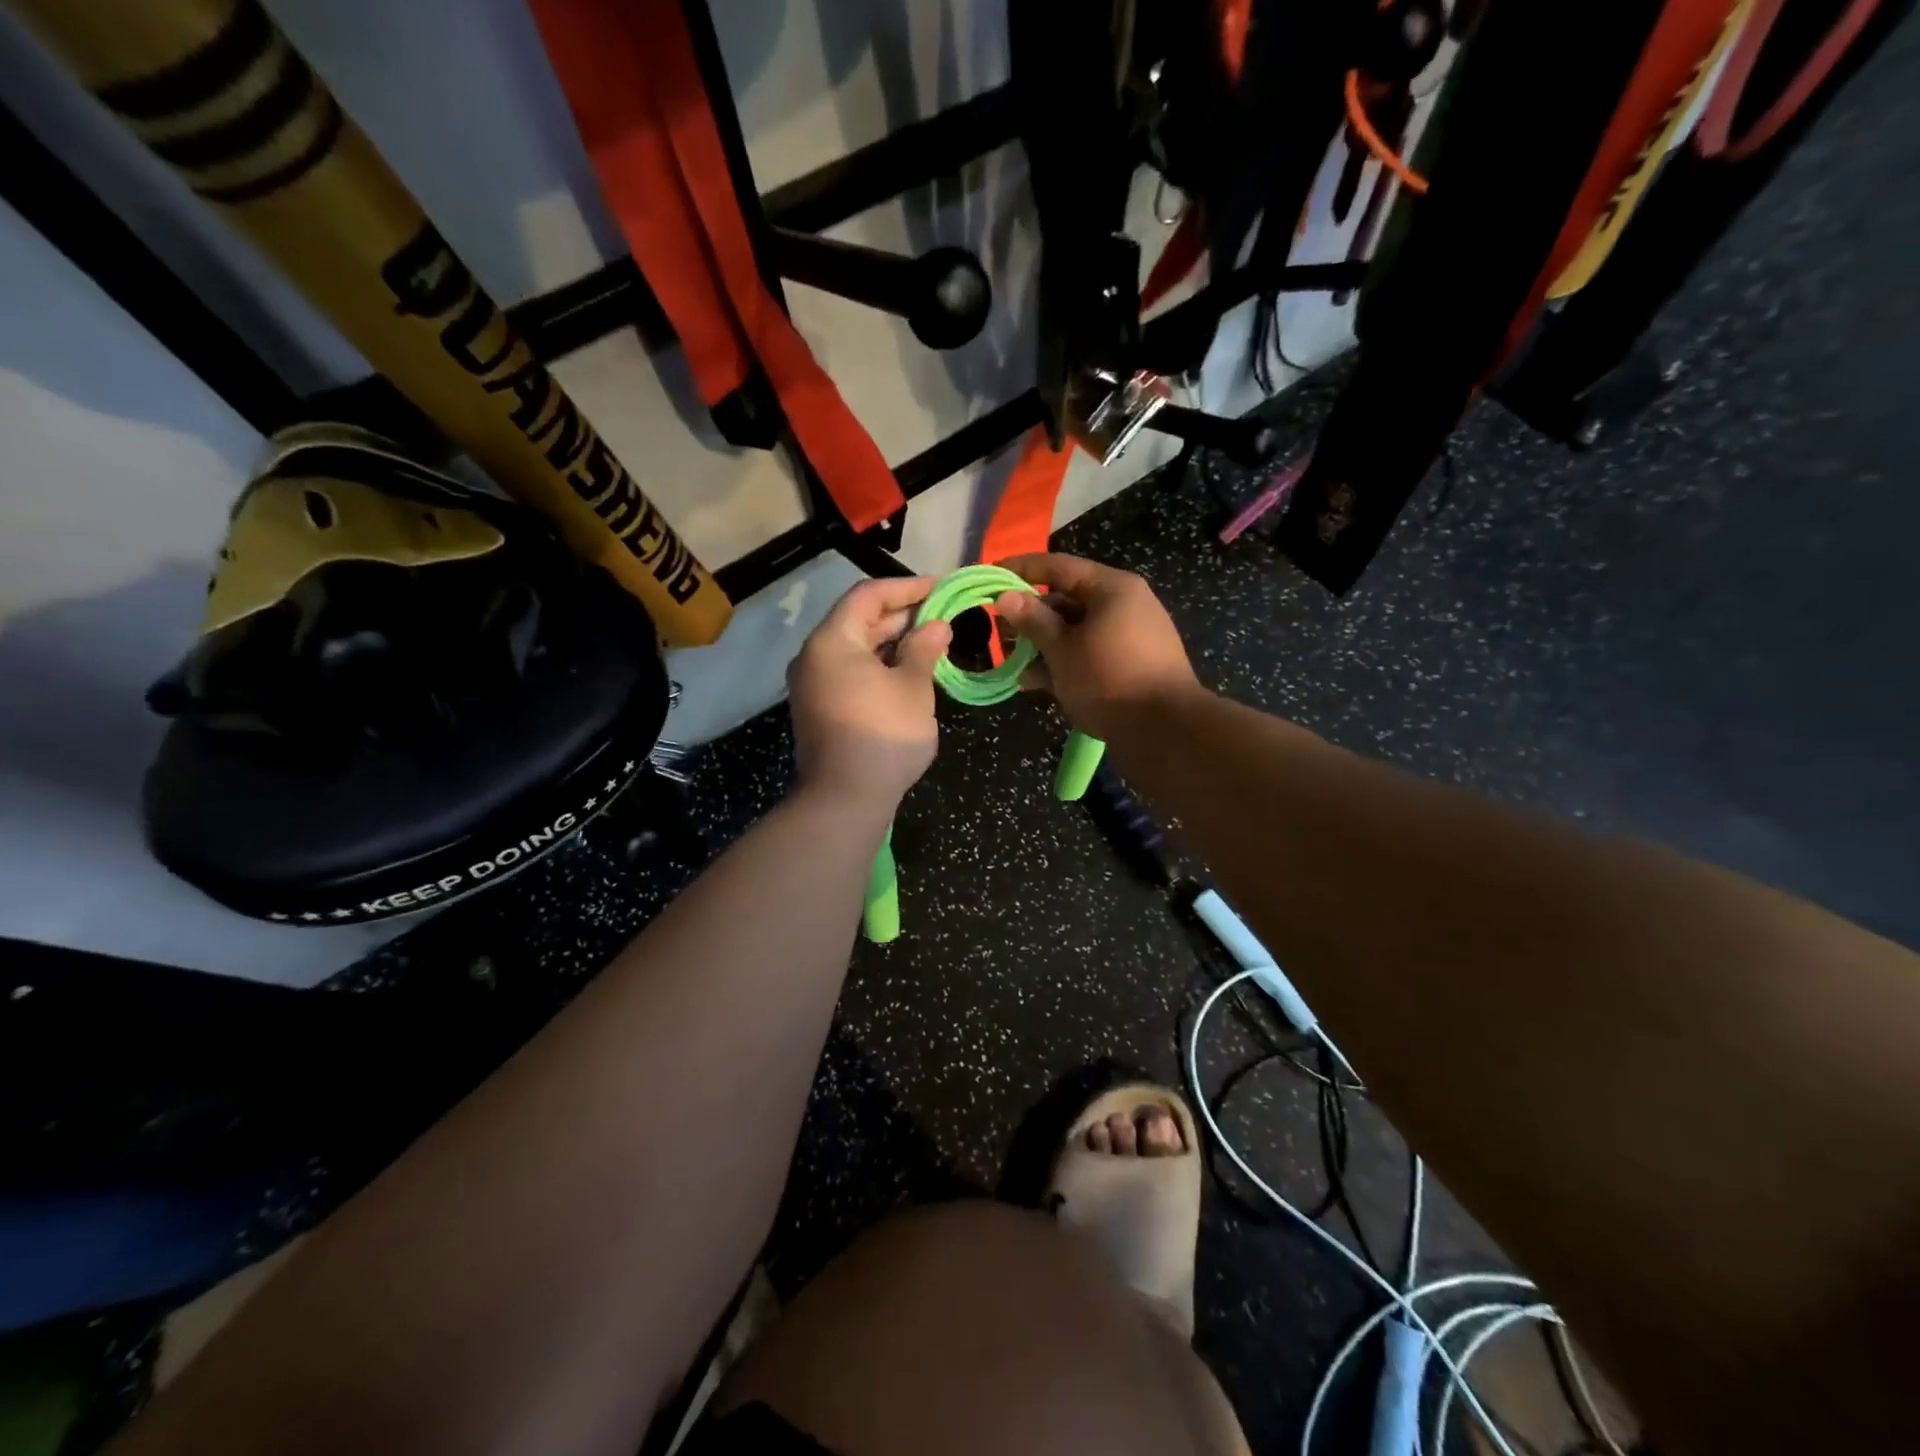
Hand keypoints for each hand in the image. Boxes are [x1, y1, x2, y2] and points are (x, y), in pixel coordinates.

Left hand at [787, 577, 951, 809]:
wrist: (845, 800)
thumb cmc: (883, 736)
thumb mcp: (913, 688)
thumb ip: (925, 649)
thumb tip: (937, 625)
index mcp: (832, 641)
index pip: (868, 595)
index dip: (907, 587)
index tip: (941, 588)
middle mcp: (815, 656)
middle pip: (859, 620)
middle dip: (903, 615)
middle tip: (943, 614)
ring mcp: (814, 685)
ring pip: (857, 649)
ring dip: (893, 642)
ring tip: (933, 641)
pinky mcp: (821, 709)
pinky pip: (852, 673)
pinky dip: (881, 666)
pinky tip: (911, 671)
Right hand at [993, 553, 1201, 739]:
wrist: (1164, 731)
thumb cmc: (1109, 679)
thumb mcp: (1062, 650)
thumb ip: (1033, 621)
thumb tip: (1005, 595)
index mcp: (1112, 589)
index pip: (1058, 567)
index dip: (1021, 570)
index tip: (990, 577)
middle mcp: (1125, 605)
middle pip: (1067, 600)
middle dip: (1030, 616)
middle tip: (997, 629)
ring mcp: (1130, 637)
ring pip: (1077, 631)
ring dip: (1043, 644)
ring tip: (1011, 661)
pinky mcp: (1131, 666)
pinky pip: (1090, 654)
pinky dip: (1063, 663)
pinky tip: (1034, 682)